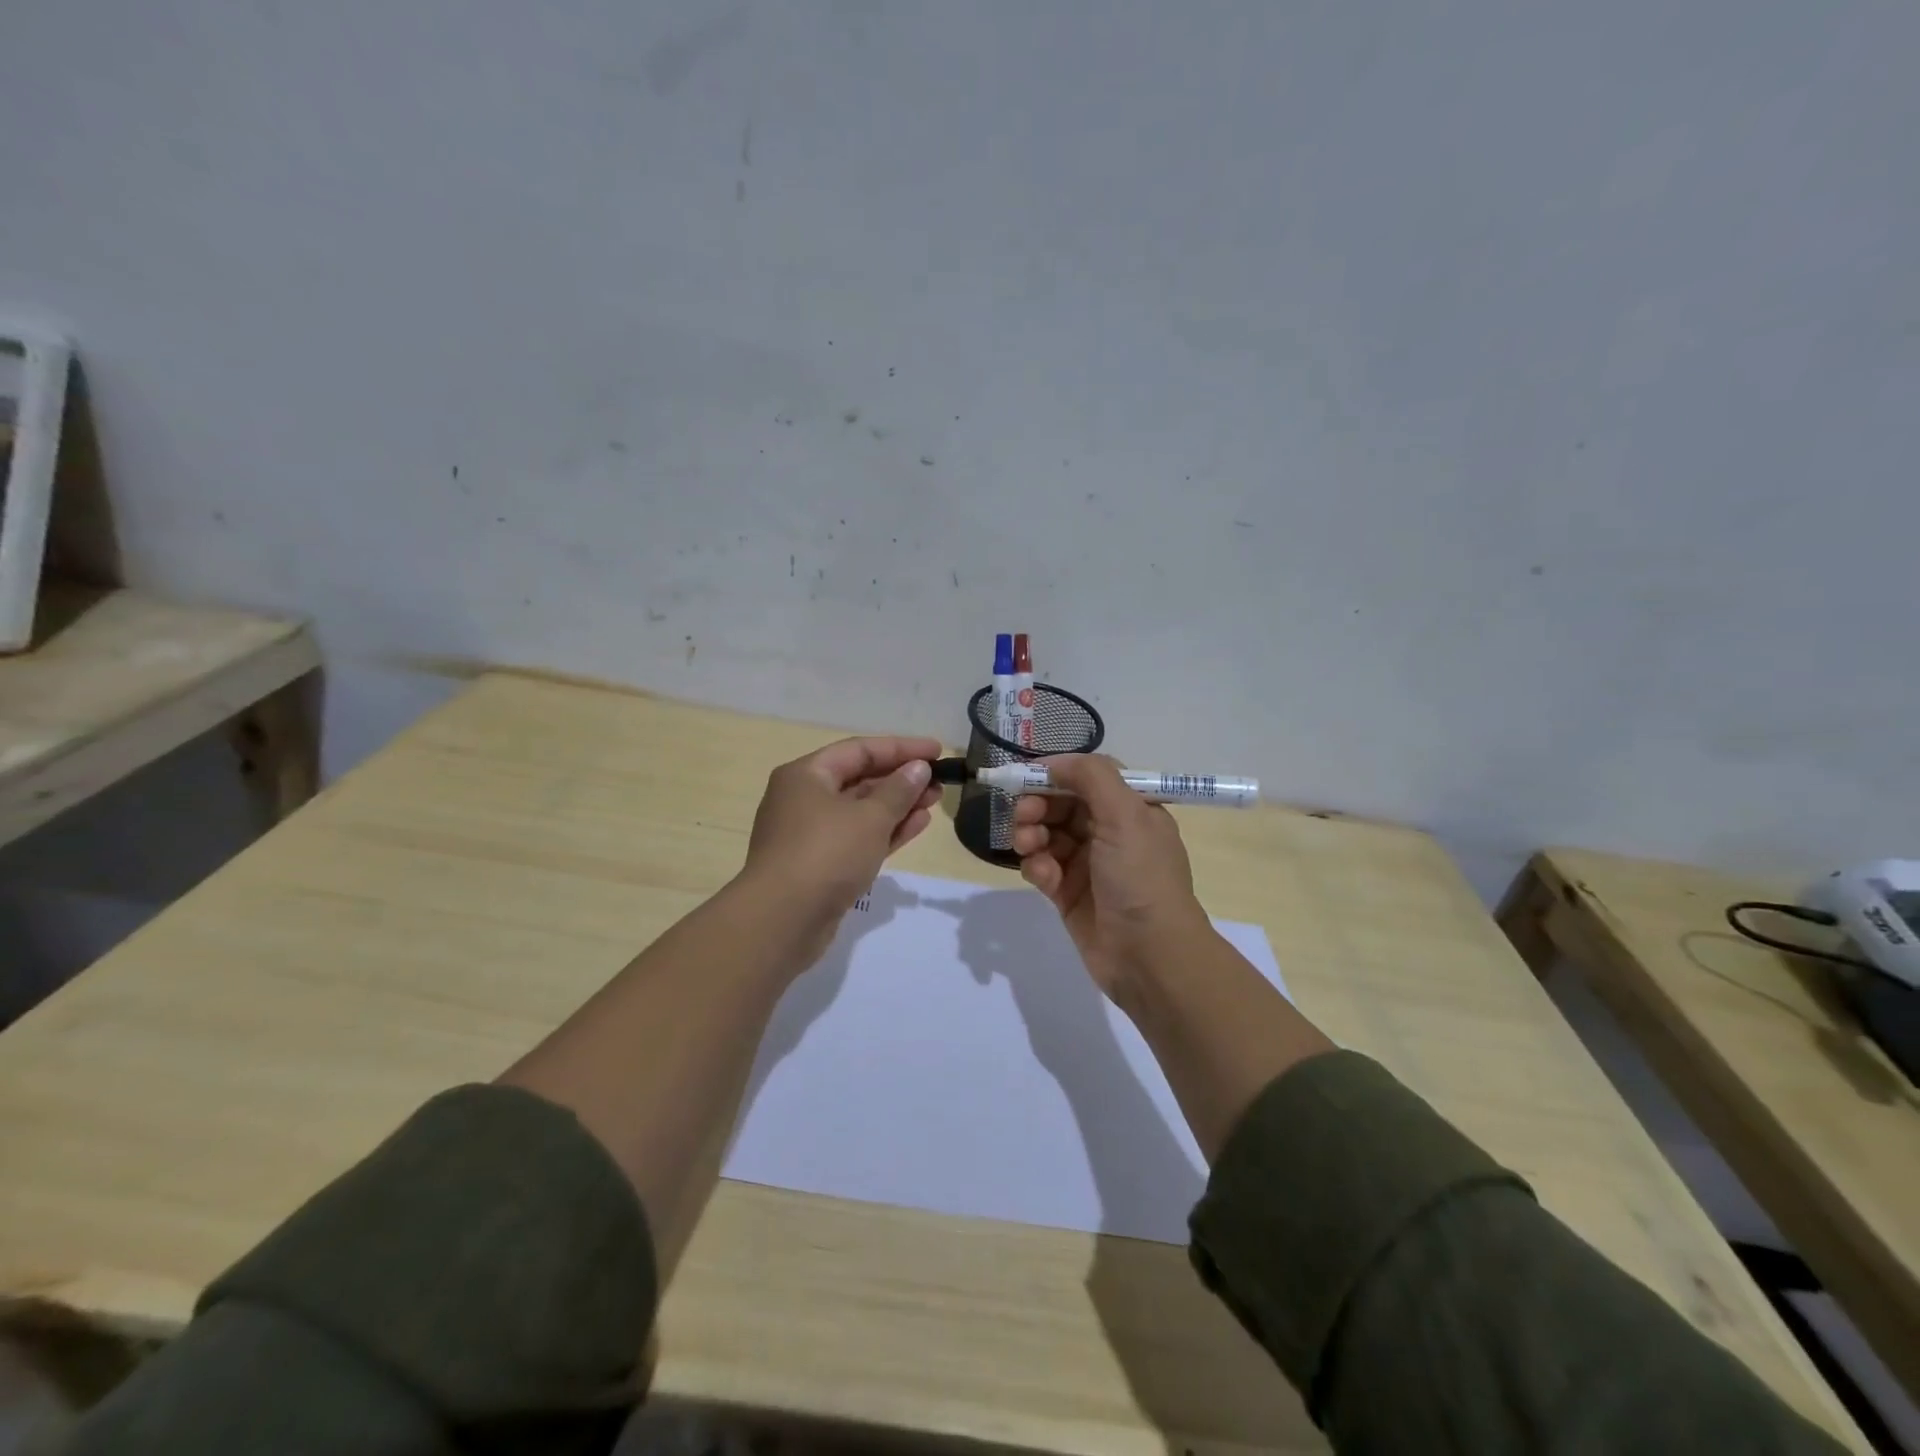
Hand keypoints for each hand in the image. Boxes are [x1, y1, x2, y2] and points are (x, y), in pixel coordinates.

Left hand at [739, 735, 942, 965]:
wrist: (782, 922)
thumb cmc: (825, 855)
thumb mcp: (870, 818)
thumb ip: (899, 790)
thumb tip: (918, 769)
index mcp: (806, 775)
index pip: (859, 750)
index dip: (901, 748)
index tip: (937, 751)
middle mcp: (804, 799)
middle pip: (859, 779)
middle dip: (901, 779)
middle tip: (939, 782)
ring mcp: (810, 834)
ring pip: (861, 811)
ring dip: (898, 805)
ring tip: (934, 802)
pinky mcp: (820, 865)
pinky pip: (858, 837)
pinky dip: (886, 830)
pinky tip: (917, 825)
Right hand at [1012, 755, 1209, 997]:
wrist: (1149, 956)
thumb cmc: (1141, 878)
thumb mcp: (1126, 815)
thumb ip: (1091, 777)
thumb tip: (1054, 761)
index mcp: (1131, 810)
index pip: (1087, 778)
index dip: (1057, 774)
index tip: (1026, 775)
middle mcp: (1110, 833)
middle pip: (1062, 804)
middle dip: (1038, 804)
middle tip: (1023, 815)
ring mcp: (1088, 865)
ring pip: (1047, 834)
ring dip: (1031, 834)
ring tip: (1027, 846)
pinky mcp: (1068, 894)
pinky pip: (1043, 867)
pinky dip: (1037, 866)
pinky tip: (1042, 876)